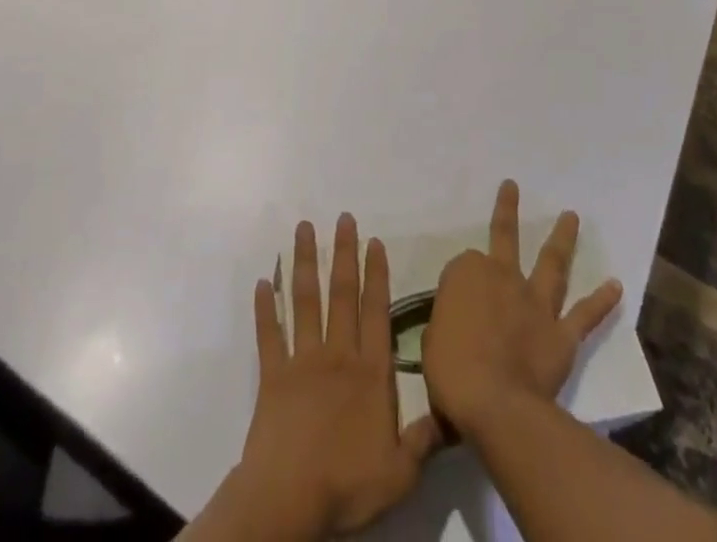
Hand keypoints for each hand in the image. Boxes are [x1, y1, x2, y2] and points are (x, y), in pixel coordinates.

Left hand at [229, 214, 442, 539]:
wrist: (289, 499)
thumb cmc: (347, 485)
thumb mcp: (400, 474)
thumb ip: (424, 439)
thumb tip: (453, 412)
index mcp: (370, 374)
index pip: (376, 313)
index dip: (376, 275)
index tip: (374, 241)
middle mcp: (338, 355)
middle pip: (341, 294)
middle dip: (343, 253)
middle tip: (343, 218)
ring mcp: (302, 361)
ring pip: (305, 301)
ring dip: (304, 262)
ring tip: (304, 228)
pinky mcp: (273, 374)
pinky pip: (268, 334)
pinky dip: (265, 308)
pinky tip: (263, 281)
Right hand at [421, 180, 623, 439]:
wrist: (495, 403)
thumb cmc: (451, 371)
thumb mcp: (431, 344)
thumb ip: (443, 333)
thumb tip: (445, 352)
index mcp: (465, 273)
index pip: (464, 267)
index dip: (462, 284)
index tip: (458, 304)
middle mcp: (502, 276)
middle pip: (503, 237)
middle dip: (506, 209)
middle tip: (512, 185)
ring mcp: (534, 302)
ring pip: (551, 262)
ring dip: (562, 238)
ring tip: (572, 215)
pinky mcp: (561, 333)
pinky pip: (585, 314)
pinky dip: (602, 300)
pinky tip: (617, 285)